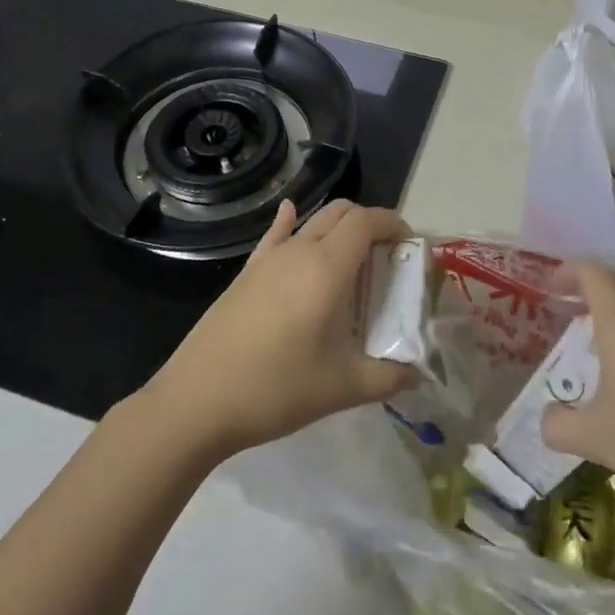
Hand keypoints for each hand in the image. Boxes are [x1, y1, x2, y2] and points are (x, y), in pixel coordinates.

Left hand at [136, 200, 417, 460]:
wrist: (196, 401)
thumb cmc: (276, 389)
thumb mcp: (343, 388)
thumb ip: (388, 377)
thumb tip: (417, 374)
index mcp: (326, 268)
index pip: (367, 221)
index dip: (394, 223)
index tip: (410, 245)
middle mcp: (298, 251)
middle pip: (341, 212)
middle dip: (370, 224)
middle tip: (387, 258)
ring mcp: (267, 260)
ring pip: (311, 222)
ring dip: (338, 229)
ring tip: (352, 262)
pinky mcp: (245, 274)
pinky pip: (275, 235)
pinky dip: (292, 223)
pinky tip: (292, 217)